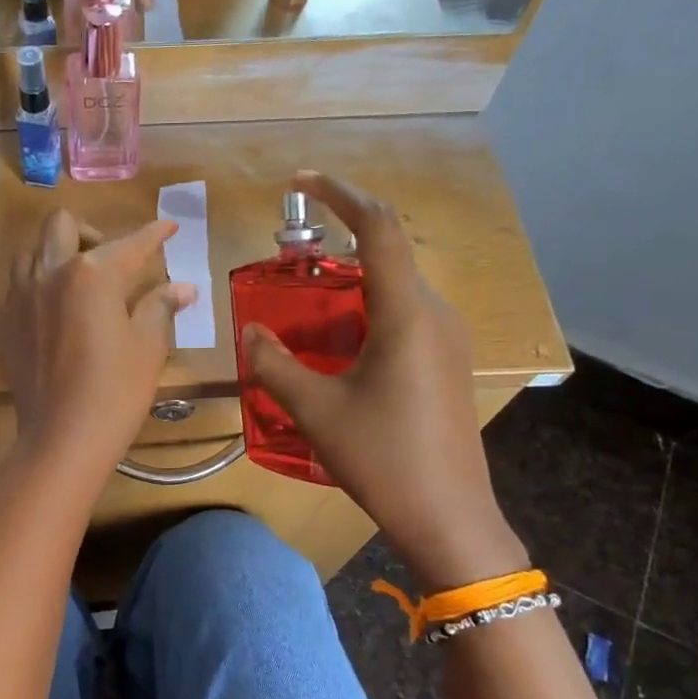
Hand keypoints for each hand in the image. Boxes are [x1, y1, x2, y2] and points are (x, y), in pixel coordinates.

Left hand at [0, 211, 196, 482]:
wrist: (62, 439)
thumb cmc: (115, 392)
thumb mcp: (148, 347)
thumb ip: (160, 306)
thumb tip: (182, 287)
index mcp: (91, 274)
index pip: (129, 243)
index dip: (154, 233)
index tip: (168, 227)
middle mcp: (50, 273)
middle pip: (63, 225)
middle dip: (92, 232)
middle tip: (112, 262)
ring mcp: (21, 297)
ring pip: (32, 250)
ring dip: (56, 253)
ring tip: (79, 281)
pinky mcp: (7, 322)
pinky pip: (19, 284)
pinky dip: (39, 282)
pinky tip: (57, 309)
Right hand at [241, 172, 527, 592]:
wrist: (447, 517)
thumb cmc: (382, 457)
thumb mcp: (315, 409)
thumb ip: (274, 363)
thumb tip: (250, 330)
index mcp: (407, 312)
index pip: (379, 227)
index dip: (340, 194)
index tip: (301, 181)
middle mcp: (434, 313)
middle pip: (386, 253)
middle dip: (336, 243)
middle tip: (286, 260)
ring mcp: (446, 339)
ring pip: (393, 288)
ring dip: (348, 283)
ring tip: (302, 305)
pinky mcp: (445, 363)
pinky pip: (402, 315)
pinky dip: (364, 311)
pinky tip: (335, 344)